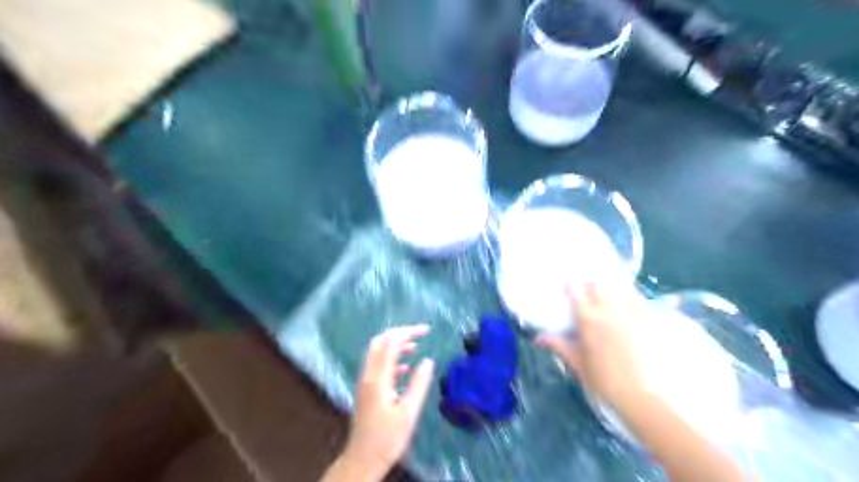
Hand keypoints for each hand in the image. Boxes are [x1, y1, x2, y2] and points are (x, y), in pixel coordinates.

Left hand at [344, 325, 437, 476]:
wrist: (362, 460)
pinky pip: (378, 365)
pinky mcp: (366, 390)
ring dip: (395, 345)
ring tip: (415, 346)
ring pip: (378, 352)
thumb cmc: (387, 438)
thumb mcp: (408, 412)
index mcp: (378, 378)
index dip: (408, 332)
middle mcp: (368, 375)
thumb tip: (427, 361)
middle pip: (380, 342)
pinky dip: (391, 359)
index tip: (426, 330)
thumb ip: (418, 384)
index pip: (390, 342)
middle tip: (420, 334)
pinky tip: (405, 366)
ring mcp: (365, 382)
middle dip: (400, 334)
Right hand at [535, 283, 647, 409]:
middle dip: (590, 282)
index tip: (565, 284)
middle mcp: (609, 310)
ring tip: (608, 288)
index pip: (576, 292)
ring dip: (612, 284)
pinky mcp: (649, 320)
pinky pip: (639, 297)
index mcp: (589, 320)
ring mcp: (631, 313)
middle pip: (599, 284)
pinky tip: (629, 298)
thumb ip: (559, 346)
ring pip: (621, 286)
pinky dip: (631, 293)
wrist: (640, 397)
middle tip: (586, 288)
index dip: (569, 285)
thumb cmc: (603, 382)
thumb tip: (539, 337)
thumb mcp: (577, 364)